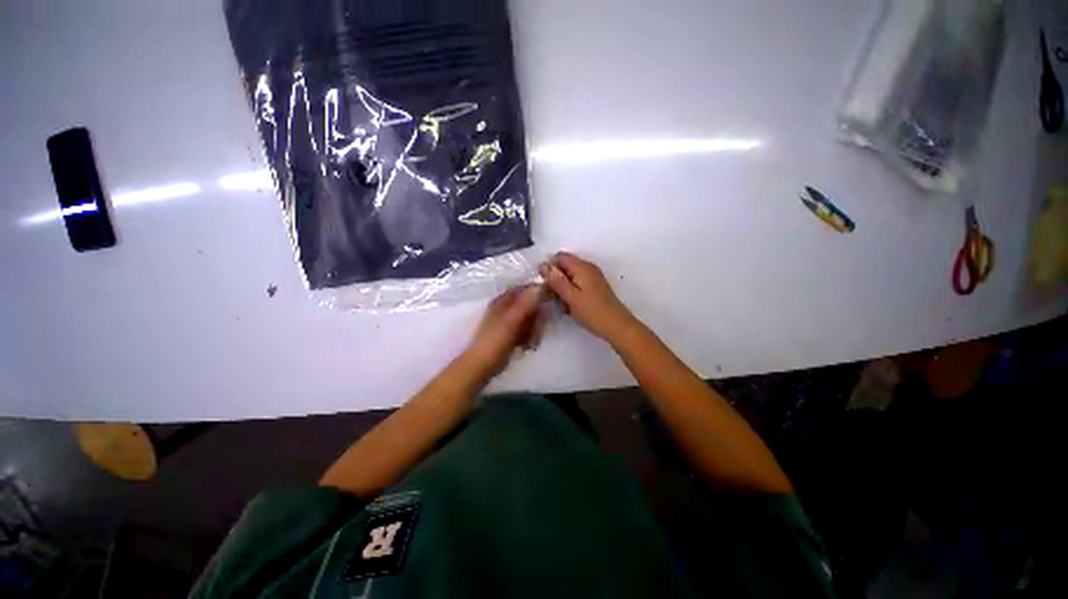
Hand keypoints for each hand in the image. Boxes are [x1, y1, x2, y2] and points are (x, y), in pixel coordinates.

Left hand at [466, 285, 546, 374]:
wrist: (482, 366)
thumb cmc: (495, 342)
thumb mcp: (512, 321)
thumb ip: (526, 303)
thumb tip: (541, 286)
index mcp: (502, 300)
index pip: (524, 288)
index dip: (538, 292)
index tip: (550, 300)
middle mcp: (505, 307)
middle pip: (529, 304)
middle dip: (536, 317)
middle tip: (538, 328)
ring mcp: (508, 321)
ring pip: (529, 318)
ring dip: (534, 329)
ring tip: (531, 341)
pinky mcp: (510, 334)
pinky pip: (526, 330)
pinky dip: (529, 336)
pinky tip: (528, 346)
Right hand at [540, 252, 638, 342]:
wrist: (617, 327)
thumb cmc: (593, 312)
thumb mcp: (571, 297)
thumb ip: (556, 280)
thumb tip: (543, 265)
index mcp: (582, 267)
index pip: (559, 257)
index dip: (549, 268)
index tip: (543, 284)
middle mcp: (588, 268)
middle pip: (564, 267)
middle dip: (554, 280)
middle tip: (551, 297)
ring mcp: (592, 278)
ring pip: (569, 277)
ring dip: (561, 289)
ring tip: (561, 305)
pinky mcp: (594, 288)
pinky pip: (576, 285)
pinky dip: (570, 293)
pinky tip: (569, 307)